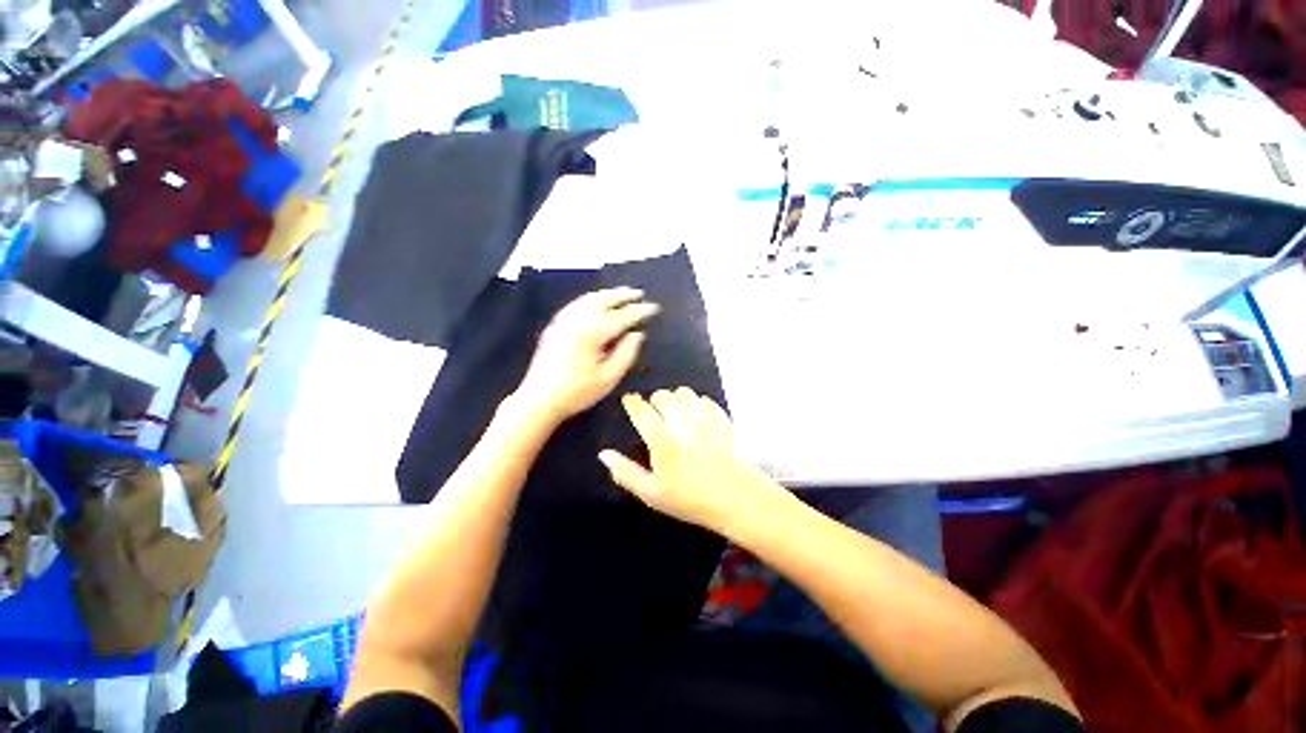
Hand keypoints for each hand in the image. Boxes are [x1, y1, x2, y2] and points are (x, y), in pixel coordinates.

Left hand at [514, 288, 659, 423]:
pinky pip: (576, 304)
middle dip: (623, 295)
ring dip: (607, 294)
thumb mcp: (609, 378)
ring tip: (622, 293)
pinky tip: (597, 302)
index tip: (654, 308)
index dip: (640, 311)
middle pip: (604, 300)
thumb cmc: (577, 393)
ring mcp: (563, 321)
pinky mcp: (555, 326)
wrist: (539, 400)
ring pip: (589, 299)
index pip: (622, 317)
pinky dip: (591, 299)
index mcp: (592, 334)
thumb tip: (637, 335)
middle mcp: (577, 321)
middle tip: (639, 293)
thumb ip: (626, 354)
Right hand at [599, 388, 778, 532]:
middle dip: (654, 400)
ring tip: (675, 413)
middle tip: (654, 413)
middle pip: (662, 396)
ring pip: (683, 392)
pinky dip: (695, 403)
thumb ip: (626, 473)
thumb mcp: (652, 493)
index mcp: (661, 439)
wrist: (735, 497)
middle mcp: (680, 421)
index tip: (630, 402)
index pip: (640, 409)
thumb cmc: (690, 498)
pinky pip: (703, 399)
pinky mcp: (719, 417)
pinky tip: (695, 417)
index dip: (632, 402)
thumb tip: (604, 454)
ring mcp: (702, 417)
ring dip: (675, 398)